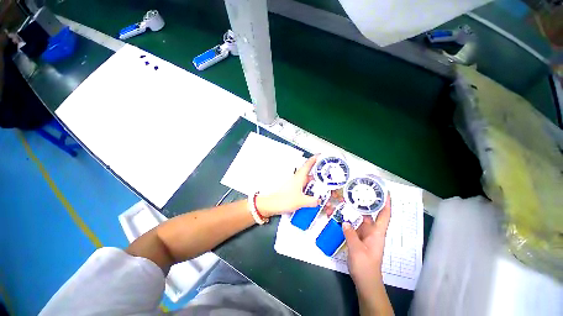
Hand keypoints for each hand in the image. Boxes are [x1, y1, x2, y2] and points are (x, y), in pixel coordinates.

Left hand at [256, 155, 319, 216]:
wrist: (272, 204)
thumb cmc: (283, 200)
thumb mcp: (301, 201)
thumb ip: (312, 201)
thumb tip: (318, 200)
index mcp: (299, 177)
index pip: (308, 165)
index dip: (314, 159)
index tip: (320, 155)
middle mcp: (296, 178)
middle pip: (308, 172)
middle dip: (316, 173)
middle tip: (325, 175)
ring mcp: (294, 183)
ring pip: (305, 179)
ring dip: (312, 182)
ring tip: (320, 187)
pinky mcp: (292, 188)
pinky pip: (302, 185)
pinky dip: (308, 187)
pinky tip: (311, 194)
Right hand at [343, 195, 390, 292]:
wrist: (365, 281)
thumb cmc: (365, 266)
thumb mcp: (357, 249)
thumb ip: (350, 234)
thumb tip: (345, 221)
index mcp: (377, 233)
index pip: (384, 215)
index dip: (386, 203)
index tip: (385, 192)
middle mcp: (372, 231)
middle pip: (371, 214)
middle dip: (366, 203)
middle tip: (358, 191)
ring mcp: (365, 235)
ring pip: (361, 219)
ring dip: (355, 211)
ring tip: (348, 200)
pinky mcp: (358, 238)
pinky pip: (354, 226)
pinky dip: (349, 219)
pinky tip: (342, 214)